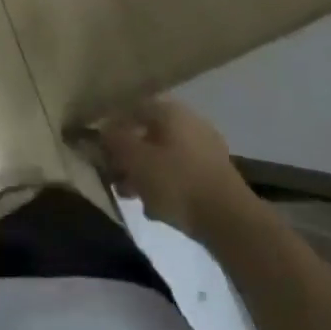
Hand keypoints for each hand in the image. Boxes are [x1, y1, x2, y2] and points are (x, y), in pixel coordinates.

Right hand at [97, 99, 253, 241]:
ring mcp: (205, 147)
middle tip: (114, 177)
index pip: (132, 109)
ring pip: (164, 155)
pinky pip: (181, 172)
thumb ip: (115, 142)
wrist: (230, 221)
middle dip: (128, 155)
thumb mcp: (136, 161)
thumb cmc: (177, 182)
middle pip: (148, 133)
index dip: (112, 127)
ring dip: (145, 173)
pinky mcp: (215, 174)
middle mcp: (189, 121)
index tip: (100, 150)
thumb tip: (103, 130)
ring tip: (132, 197)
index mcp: (170, 110)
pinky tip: (157, 209)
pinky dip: (166, 185)